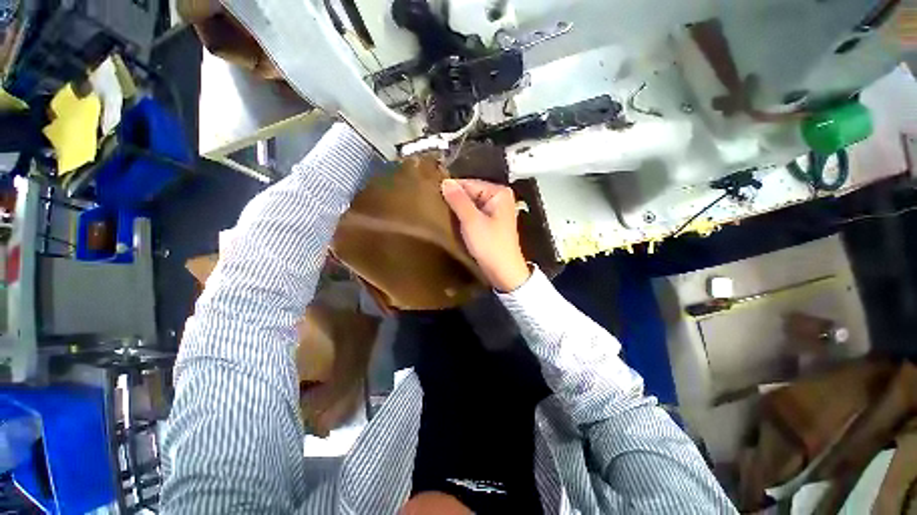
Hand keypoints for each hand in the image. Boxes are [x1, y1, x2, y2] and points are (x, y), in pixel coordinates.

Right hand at [441, 178, 530, 292]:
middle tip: (434, 206)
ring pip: (471, 205)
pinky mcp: (491, 224)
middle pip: (471, 193)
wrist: (503, 272)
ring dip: (458, 210)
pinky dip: (464, 218)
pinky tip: (453, 222)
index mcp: (499, 193)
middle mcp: (500, 199)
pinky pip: (474, 215)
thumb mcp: (472, 221)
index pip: (470, 184)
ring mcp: (496, 212)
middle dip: (455, 200)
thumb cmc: (490, 245)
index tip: (432, 195)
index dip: (452, 189)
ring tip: (440, 214)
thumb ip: (458, 200)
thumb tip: (445, 181)